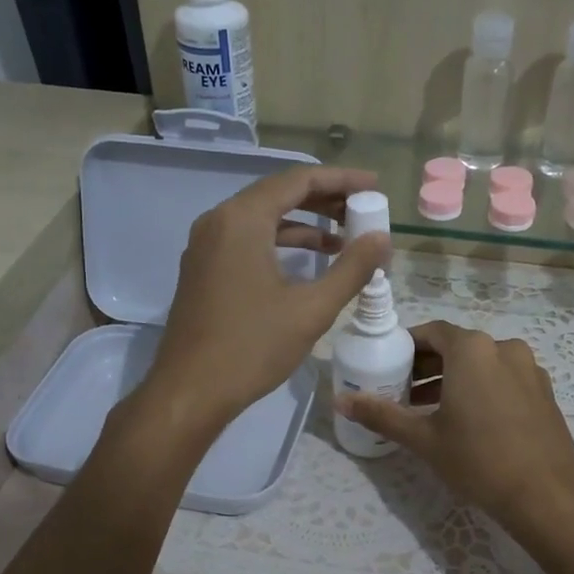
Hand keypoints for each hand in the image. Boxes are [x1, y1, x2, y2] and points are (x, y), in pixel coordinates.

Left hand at [144, 166, 389, 436]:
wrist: (190, 392)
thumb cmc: (252, 347)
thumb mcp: (311, 309)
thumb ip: (352, 268)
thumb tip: (382, 238)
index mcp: (242, 220)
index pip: (298, 180)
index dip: (340, 180)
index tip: (375, 186)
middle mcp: (218, 221)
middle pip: (279, 194)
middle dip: (324, 200)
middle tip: (364, 210)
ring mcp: (206, 246)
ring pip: (262, 219)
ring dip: (304, 225)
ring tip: (346, 238)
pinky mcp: (203, 269)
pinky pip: (247, 240)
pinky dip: (281, 243)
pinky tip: (309, 263)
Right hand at [336, 319, 573, 532]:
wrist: (547, 495)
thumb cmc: (479, 459)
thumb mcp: (424, 438)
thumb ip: (381, 414)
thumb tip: (341, 401)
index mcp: (472, 349)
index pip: (431, 333)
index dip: (407, 347)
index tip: (388, 366)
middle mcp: (503, 348)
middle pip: (457, 347)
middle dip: (428, 366)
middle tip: (402, 392)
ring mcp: (529, 369)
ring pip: (482, 364)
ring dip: (454, 379)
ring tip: (429, 410)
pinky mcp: (544, 392)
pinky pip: (504, 379)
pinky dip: (482, 389)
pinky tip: (469, 421)